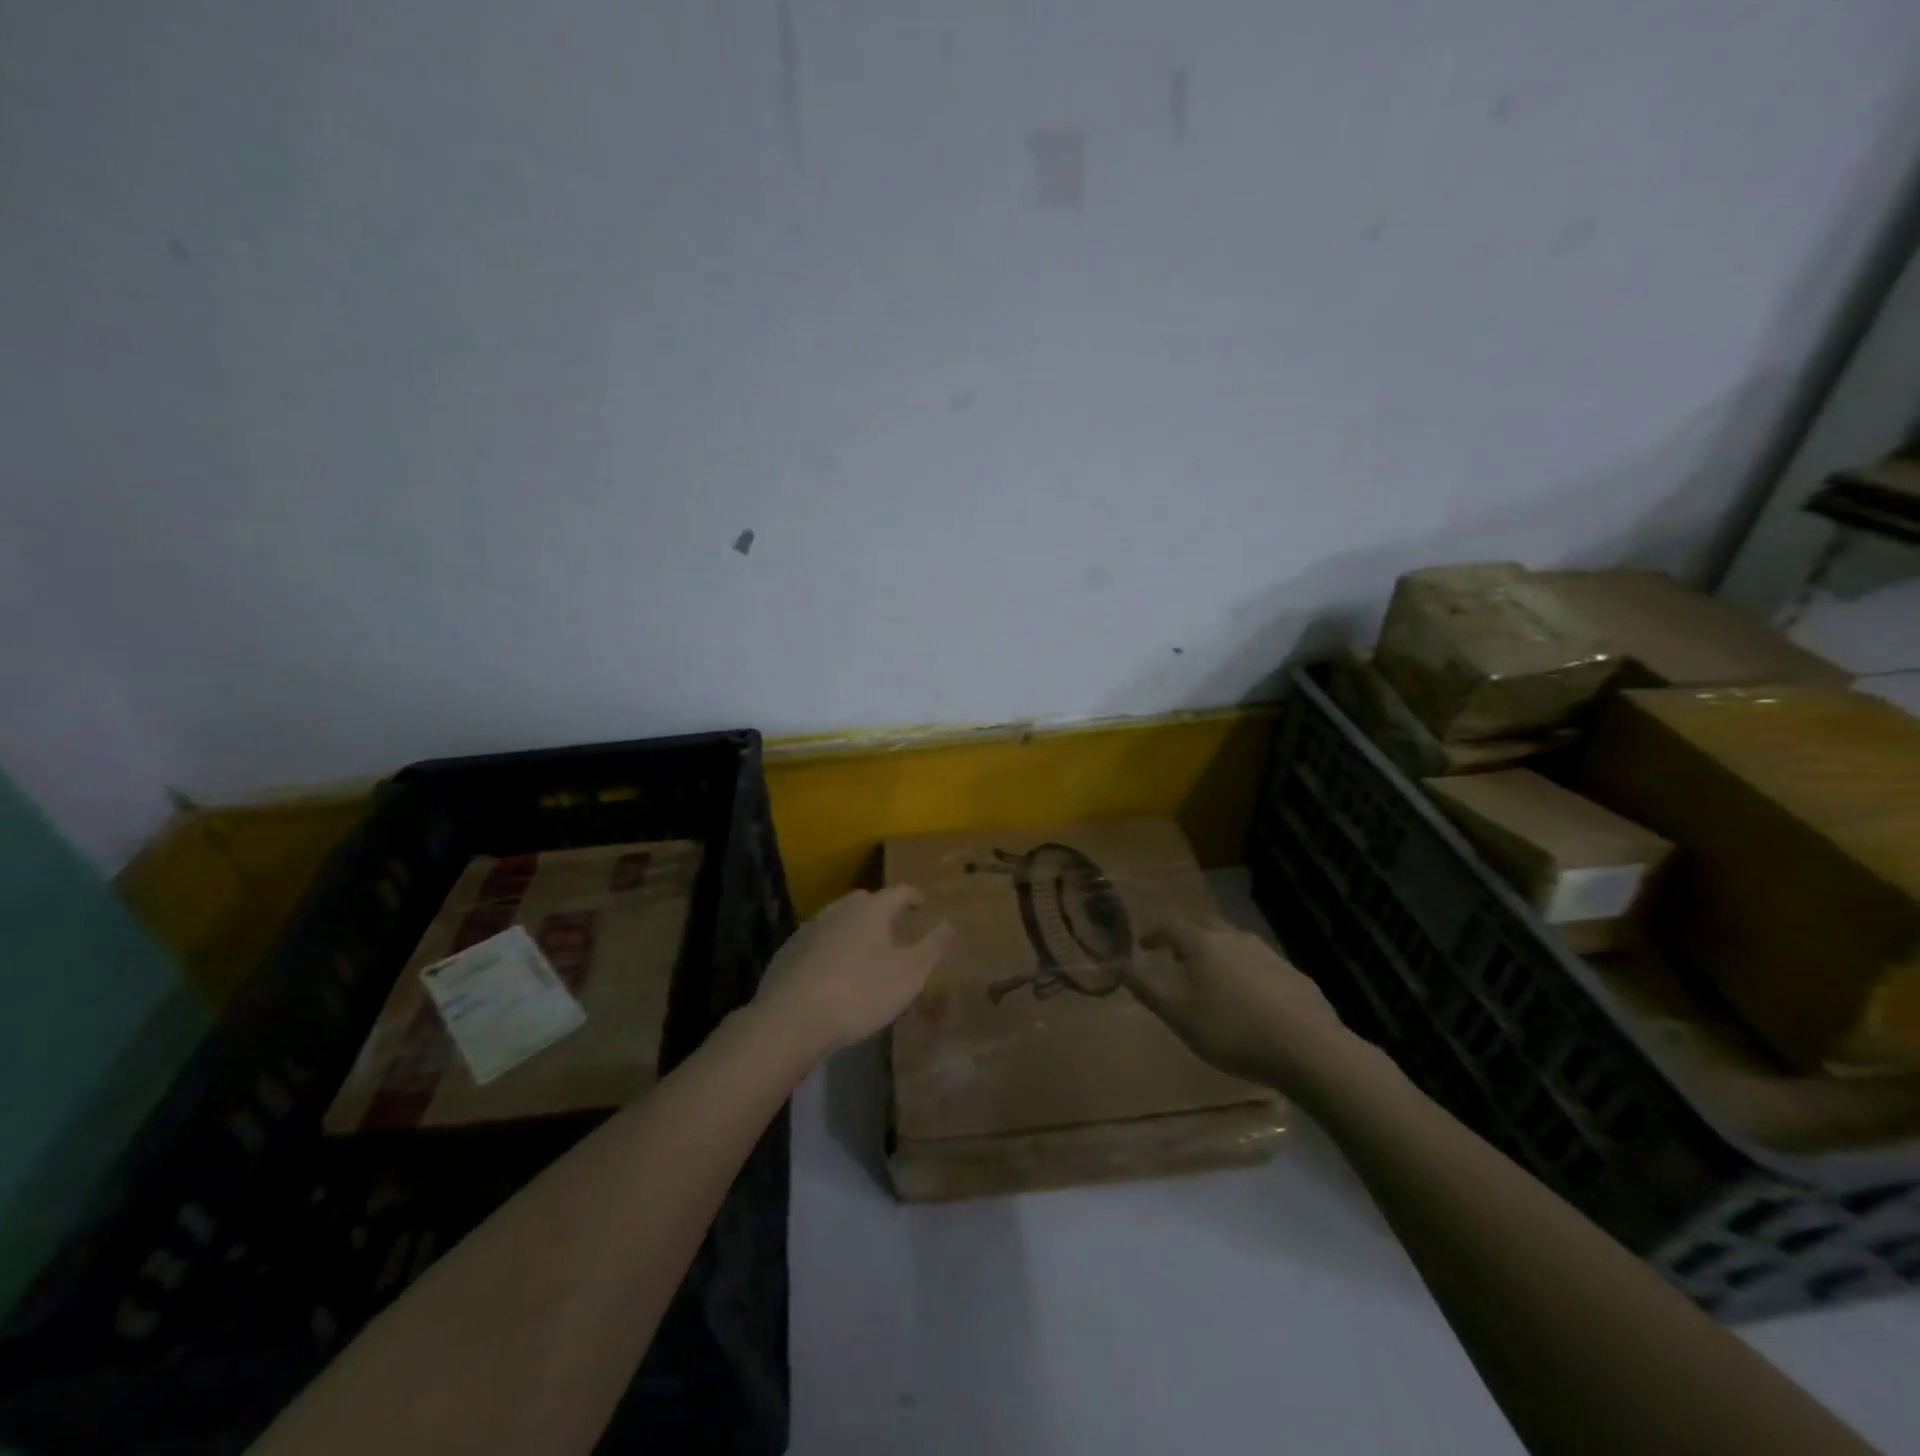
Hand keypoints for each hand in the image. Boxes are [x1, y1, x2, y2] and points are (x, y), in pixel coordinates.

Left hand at [751, 886, 954, 1062]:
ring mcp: (810, 928)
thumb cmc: (860, 992)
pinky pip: (819, 940)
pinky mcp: (789, 951)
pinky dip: (832, 947)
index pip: (899, 891)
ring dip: (855, 928)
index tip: (924, 905)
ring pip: (839, 919)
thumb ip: (932, 946)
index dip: (915, 897)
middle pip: (866, 901)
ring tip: (866, 950)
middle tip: (896, 928)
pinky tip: (834, 970)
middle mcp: (839, 909)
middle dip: (883, 911)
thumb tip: (950, 923)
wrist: (792, 1018)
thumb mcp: (909, 974)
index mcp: (871, 910)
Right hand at [1127, 918, 1360, 1095]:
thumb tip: (1116, 961)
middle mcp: (1233, 937)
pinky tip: (1249, 999)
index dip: (1152, 932)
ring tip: (1211, 979)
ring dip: (1216, 953)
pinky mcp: (1293, 974)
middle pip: (1202, 925)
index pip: (1168, 923)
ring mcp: (1267, 953)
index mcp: (1201, 942)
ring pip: (1233, 943)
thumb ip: (1144, 986)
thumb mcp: (1176, 1013)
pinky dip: (1244, 972)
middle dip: (1185, 936)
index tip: (1143, 946)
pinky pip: (1258, 964)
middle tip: (1175, 956)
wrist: (1308, 1048)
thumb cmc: (1230, 1028)